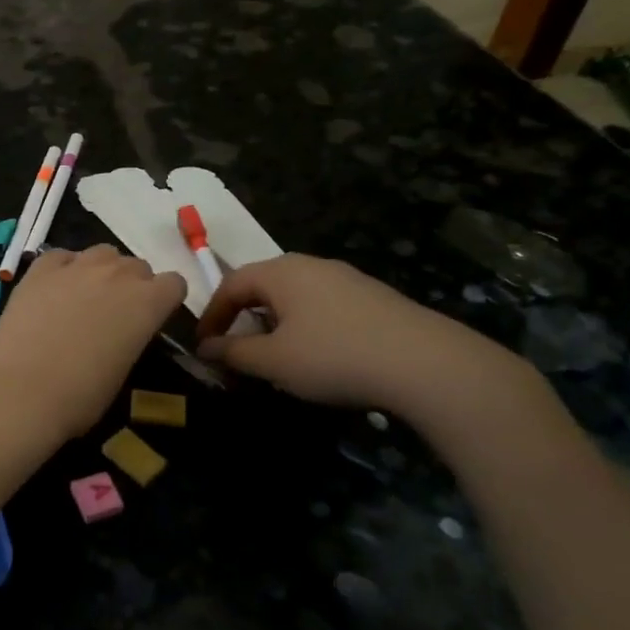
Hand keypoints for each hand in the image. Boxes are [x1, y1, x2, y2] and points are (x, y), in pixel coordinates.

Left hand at [0, 245, 186, 441]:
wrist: (22, 390)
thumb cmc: (80, 396)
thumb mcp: (123, 370)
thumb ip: (130, 338)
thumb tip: (119, 334)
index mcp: (148, 303)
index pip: (174, 284)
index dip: (165, 300)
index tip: (151, 319)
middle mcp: (118, 274)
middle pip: (137, 266)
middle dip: (132, 286)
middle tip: (114, 315)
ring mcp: (77, 266)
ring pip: (103, 253)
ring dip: (101, 271)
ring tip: (84, 299)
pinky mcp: (40, 268)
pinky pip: (62, 256)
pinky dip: (63, 269)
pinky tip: (53, 291)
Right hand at [197, 253, 525, 414]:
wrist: (426, 364)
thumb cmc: (334, 356)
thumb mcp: (274, 361)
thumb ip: (233, 353)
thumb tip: (205, 348)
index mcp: (281, 271)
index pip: (230, 284)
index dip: (211, 315)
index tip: (204, 346)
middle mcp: (311, 265)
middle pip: (263, 287)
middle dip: (244, 319)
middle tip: (238, 352)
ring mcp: (347, 279)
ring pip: (295, 297)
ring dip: (275, 325)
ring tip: (277, 359)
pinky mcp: (374, 298)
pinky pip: (324, 306)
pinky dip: (307, 327)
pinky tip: (320, 358)